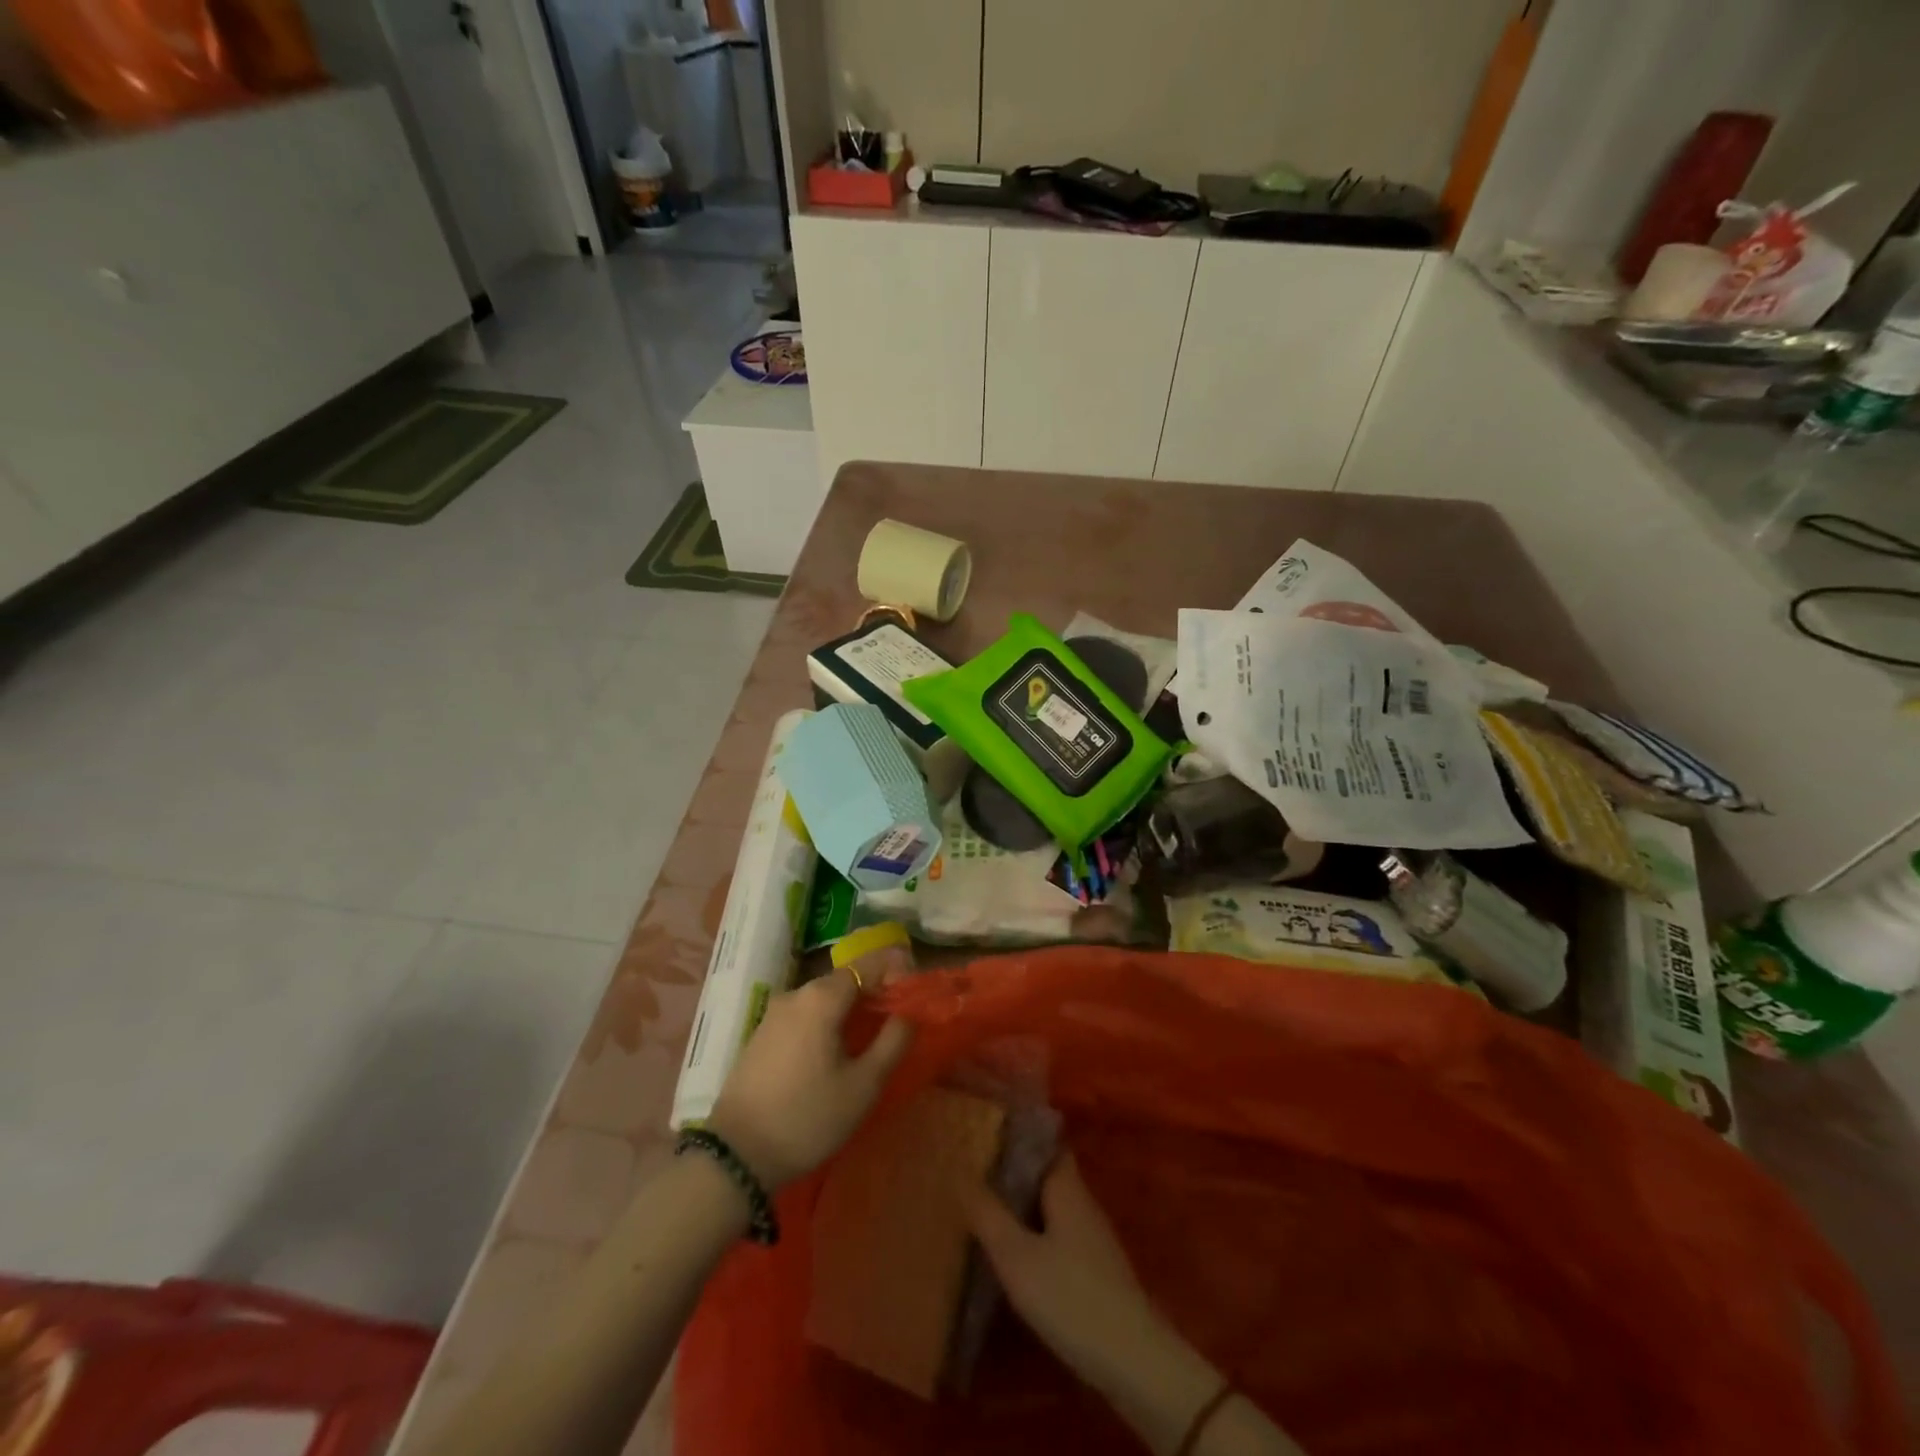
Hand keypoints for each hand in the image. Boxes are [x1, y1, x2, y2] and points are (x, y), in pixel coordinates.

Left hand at [706, 971, 911, 1190]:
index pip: (868, 965)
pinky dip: (824, 1023)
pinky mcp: (760, 1035)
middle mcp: (796, 994)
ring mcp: (773, 1014)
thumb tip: (908, 1013)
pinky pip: (803, 1016)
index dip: (894, 973)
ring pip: (822, 999)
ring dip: (848, 1010)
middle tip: (895, 1022)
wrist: (736, 1157)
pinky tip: (832, 1053)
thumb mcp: (863, 1085)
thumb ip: (892, 1041)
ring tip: (867, 1041)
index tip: (912, 997)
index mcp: (822, 997)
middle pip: (844, 981)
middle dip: (872, 993)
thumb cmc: (808, 1117)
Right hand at [967, 1155, 1170, 1395]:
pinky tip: (1012, 1251)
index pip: (1045, 1142)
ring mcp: (1092, 1238)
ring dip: (1022, 1204)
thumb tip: (959, 1171)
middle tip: (973, 1168)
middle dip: (1014, 1169)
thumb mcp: (1017, 1257)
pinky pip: (1057, 1234)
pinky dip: (1034, 1232)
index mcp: (1066, 1188)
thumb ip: (988, 1214)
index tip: (987, 1129)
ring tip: (983, 1205)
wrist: (1133, 1362)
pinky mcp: (1095, 1270)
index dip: (1019, 1133)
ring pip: (1051, 1206)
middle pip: (1046, 1174)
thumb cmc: (1071, 1298)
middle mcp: (1082, 1203)